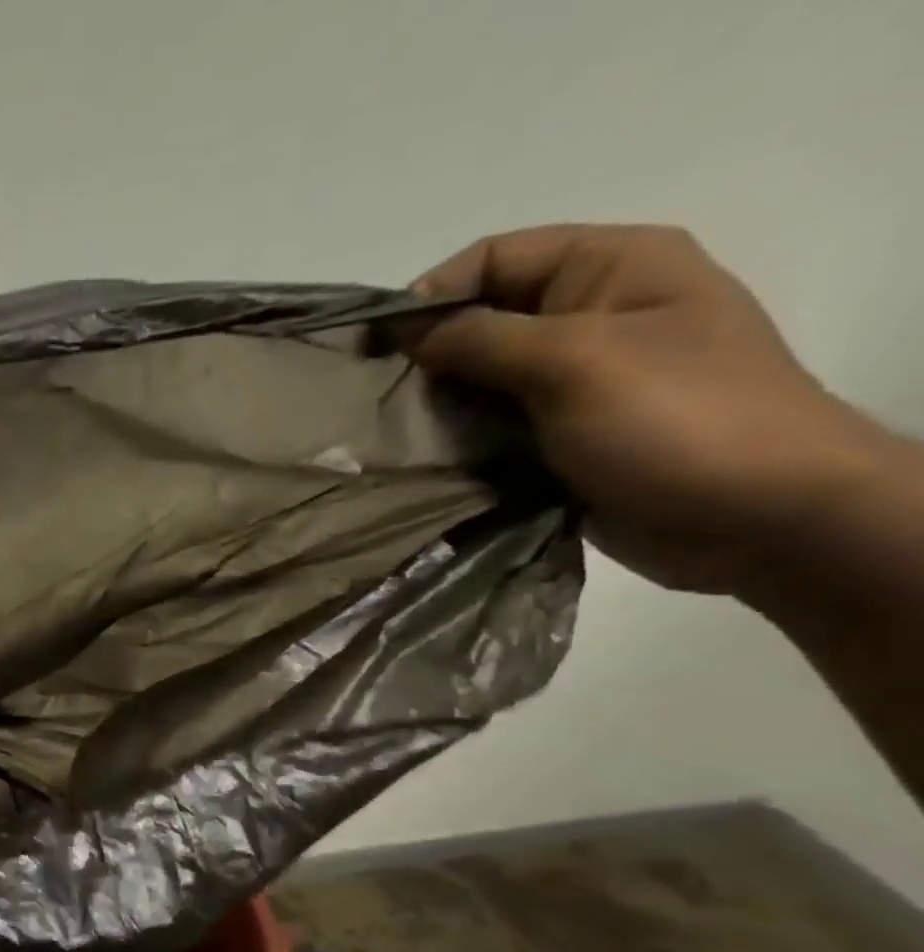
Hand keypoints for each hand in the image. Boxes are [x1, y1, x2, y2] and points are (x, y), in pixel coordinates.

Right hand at [403, 224, 897, 595]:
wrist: (754, 516)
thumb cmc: (674, 419)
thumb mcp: (574, 361)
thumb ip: (485, 340)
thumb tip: (409, 331)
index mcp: (611, 267)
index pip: (498, 257)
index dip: (432, 294)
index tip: (375, 346)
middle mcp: (591, 315)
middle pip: (485, 320)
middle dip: (428, 356)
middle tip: (376, 401)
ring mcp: (578, 382)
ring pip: (483, 381)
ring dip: (438, 406)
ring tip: (394, 437)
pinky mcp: (562, 439)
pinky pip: (495, 429)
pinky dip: (459, 443)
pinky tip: (426, 463)